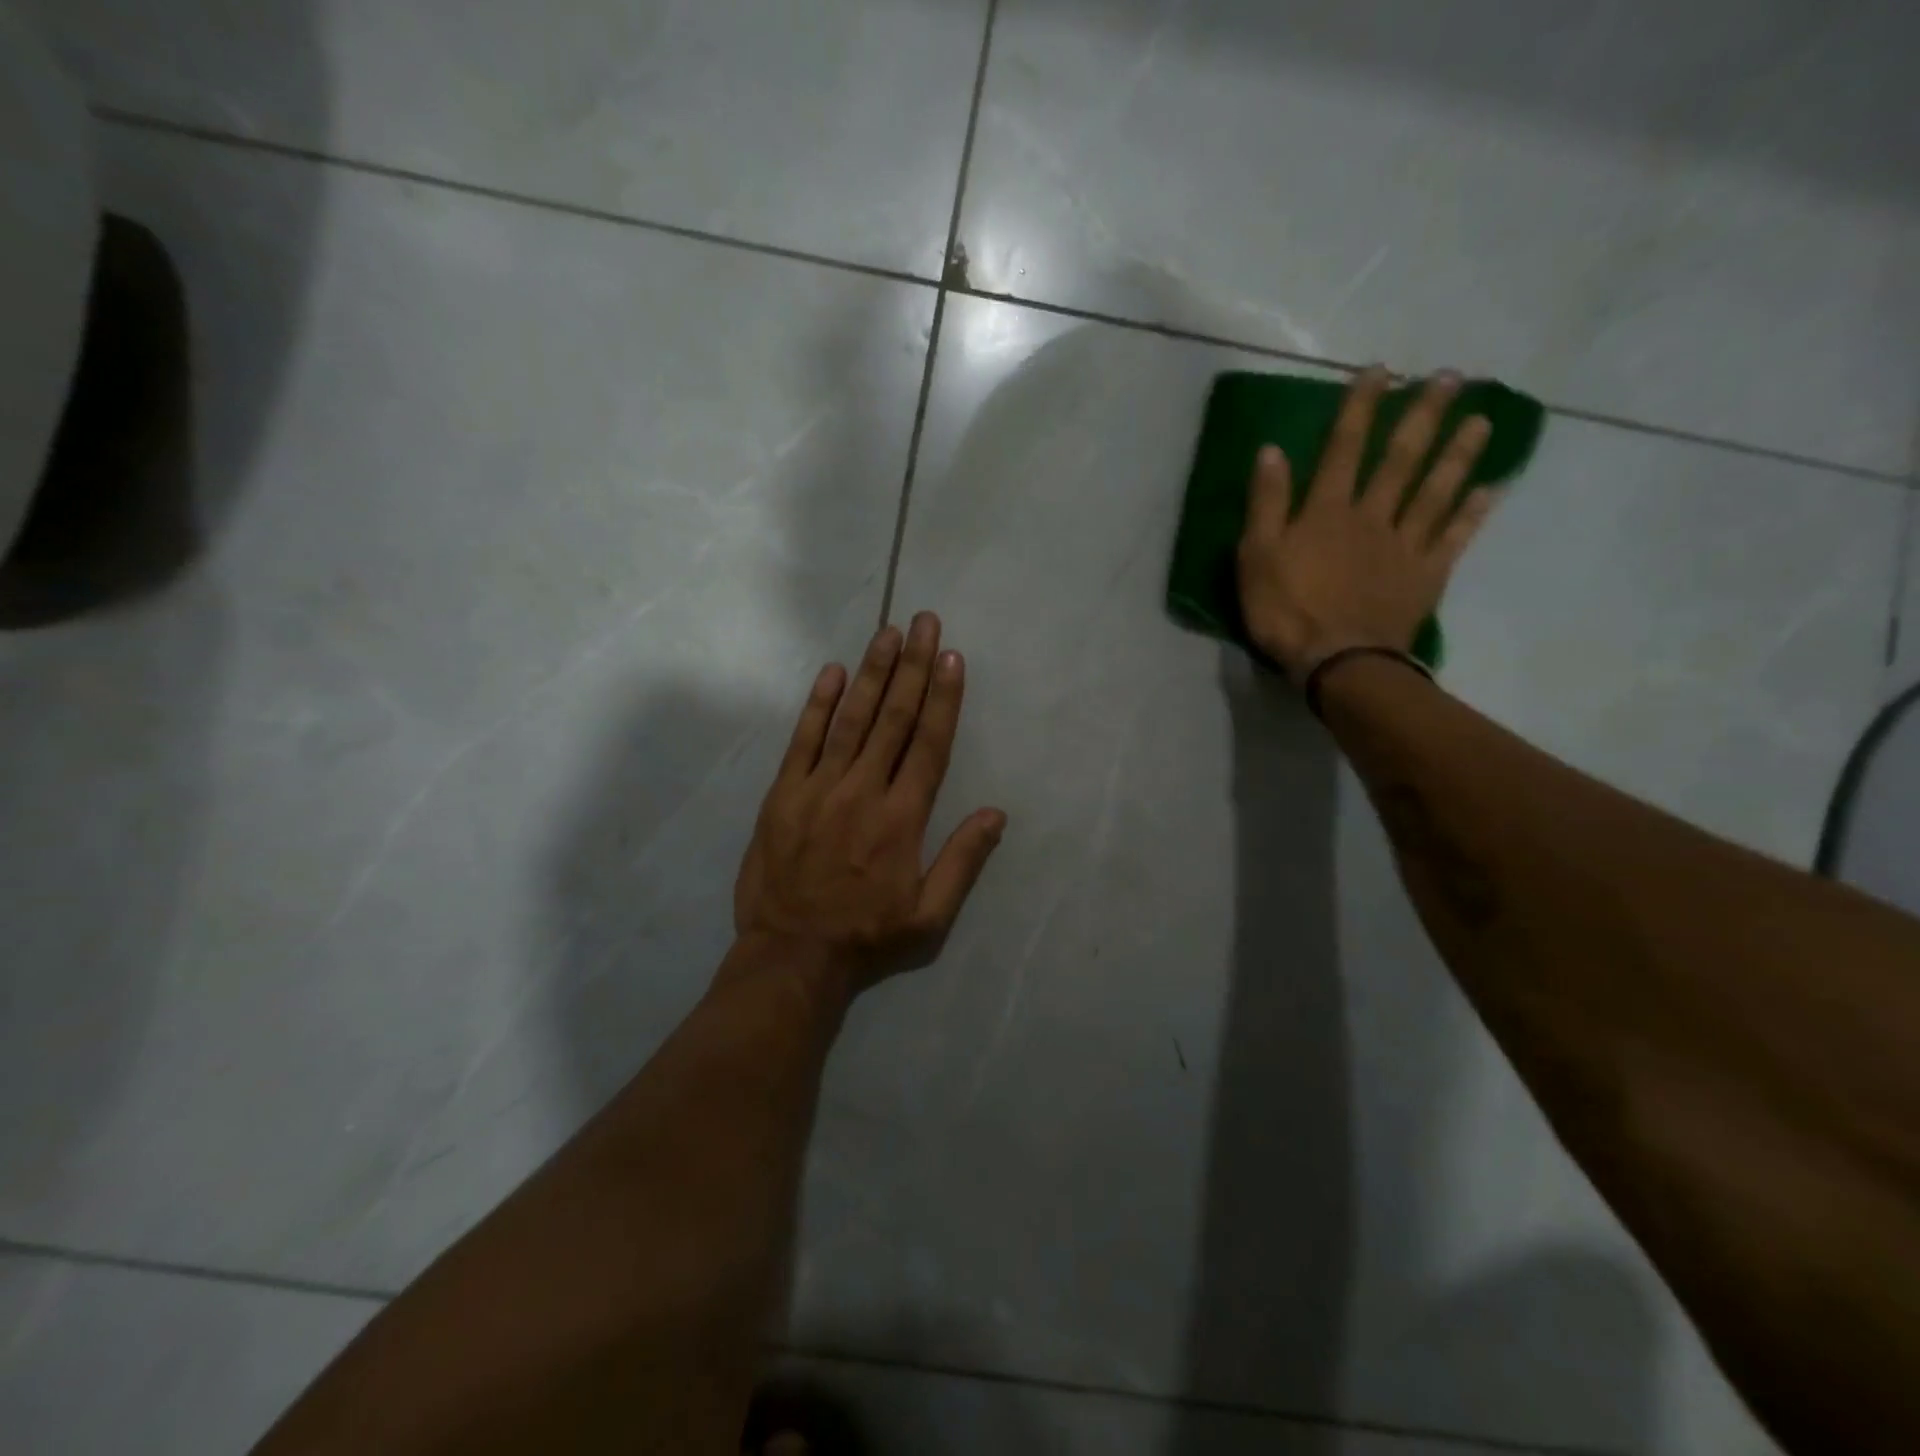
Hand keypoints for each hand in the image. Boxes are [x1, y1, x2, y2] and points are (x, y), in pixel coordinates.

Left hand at [733, 613, 1006, 998]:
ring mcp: (819, 788)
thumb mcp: (930, 916)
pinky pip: (803, 740)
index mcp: (903, 818)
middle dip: (913, 666)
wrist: (791, 956)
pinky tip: (833, 672)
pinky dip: (819, 704)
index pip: (929, 744)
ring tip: (888, 632)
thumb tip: (996, 814)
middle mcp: (864, 791)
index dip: (943, 697)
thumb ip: (963, 861)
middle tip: (924, 622)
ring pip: (851, 719)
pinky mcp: (783, 794)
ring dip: (872, 672)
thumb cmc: (867, 937)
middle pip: (894, 718)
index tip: (952, 658)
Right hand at [1237, 366, 1497, 682]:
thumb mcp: (1256, 557)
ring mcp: (1404, 545)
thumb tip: (1270, 450)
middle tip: (1450, 378)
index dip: (1360, 408)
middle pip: (1401, 459)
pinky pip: (1452, 538)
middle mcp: (1372, 516)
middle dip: (1423, 416)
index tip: (1380, 371)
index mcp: (1328, 511)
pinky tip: (1489, 490)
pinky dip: (1471, 513)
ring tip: (1482, 420)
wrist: (1337, 661)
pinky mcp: (1425, 576)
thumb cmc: (1286, 611)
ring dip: (1458, 454)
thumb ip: (1266, 504)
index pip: (1344, 448)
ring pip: (1436, 491)